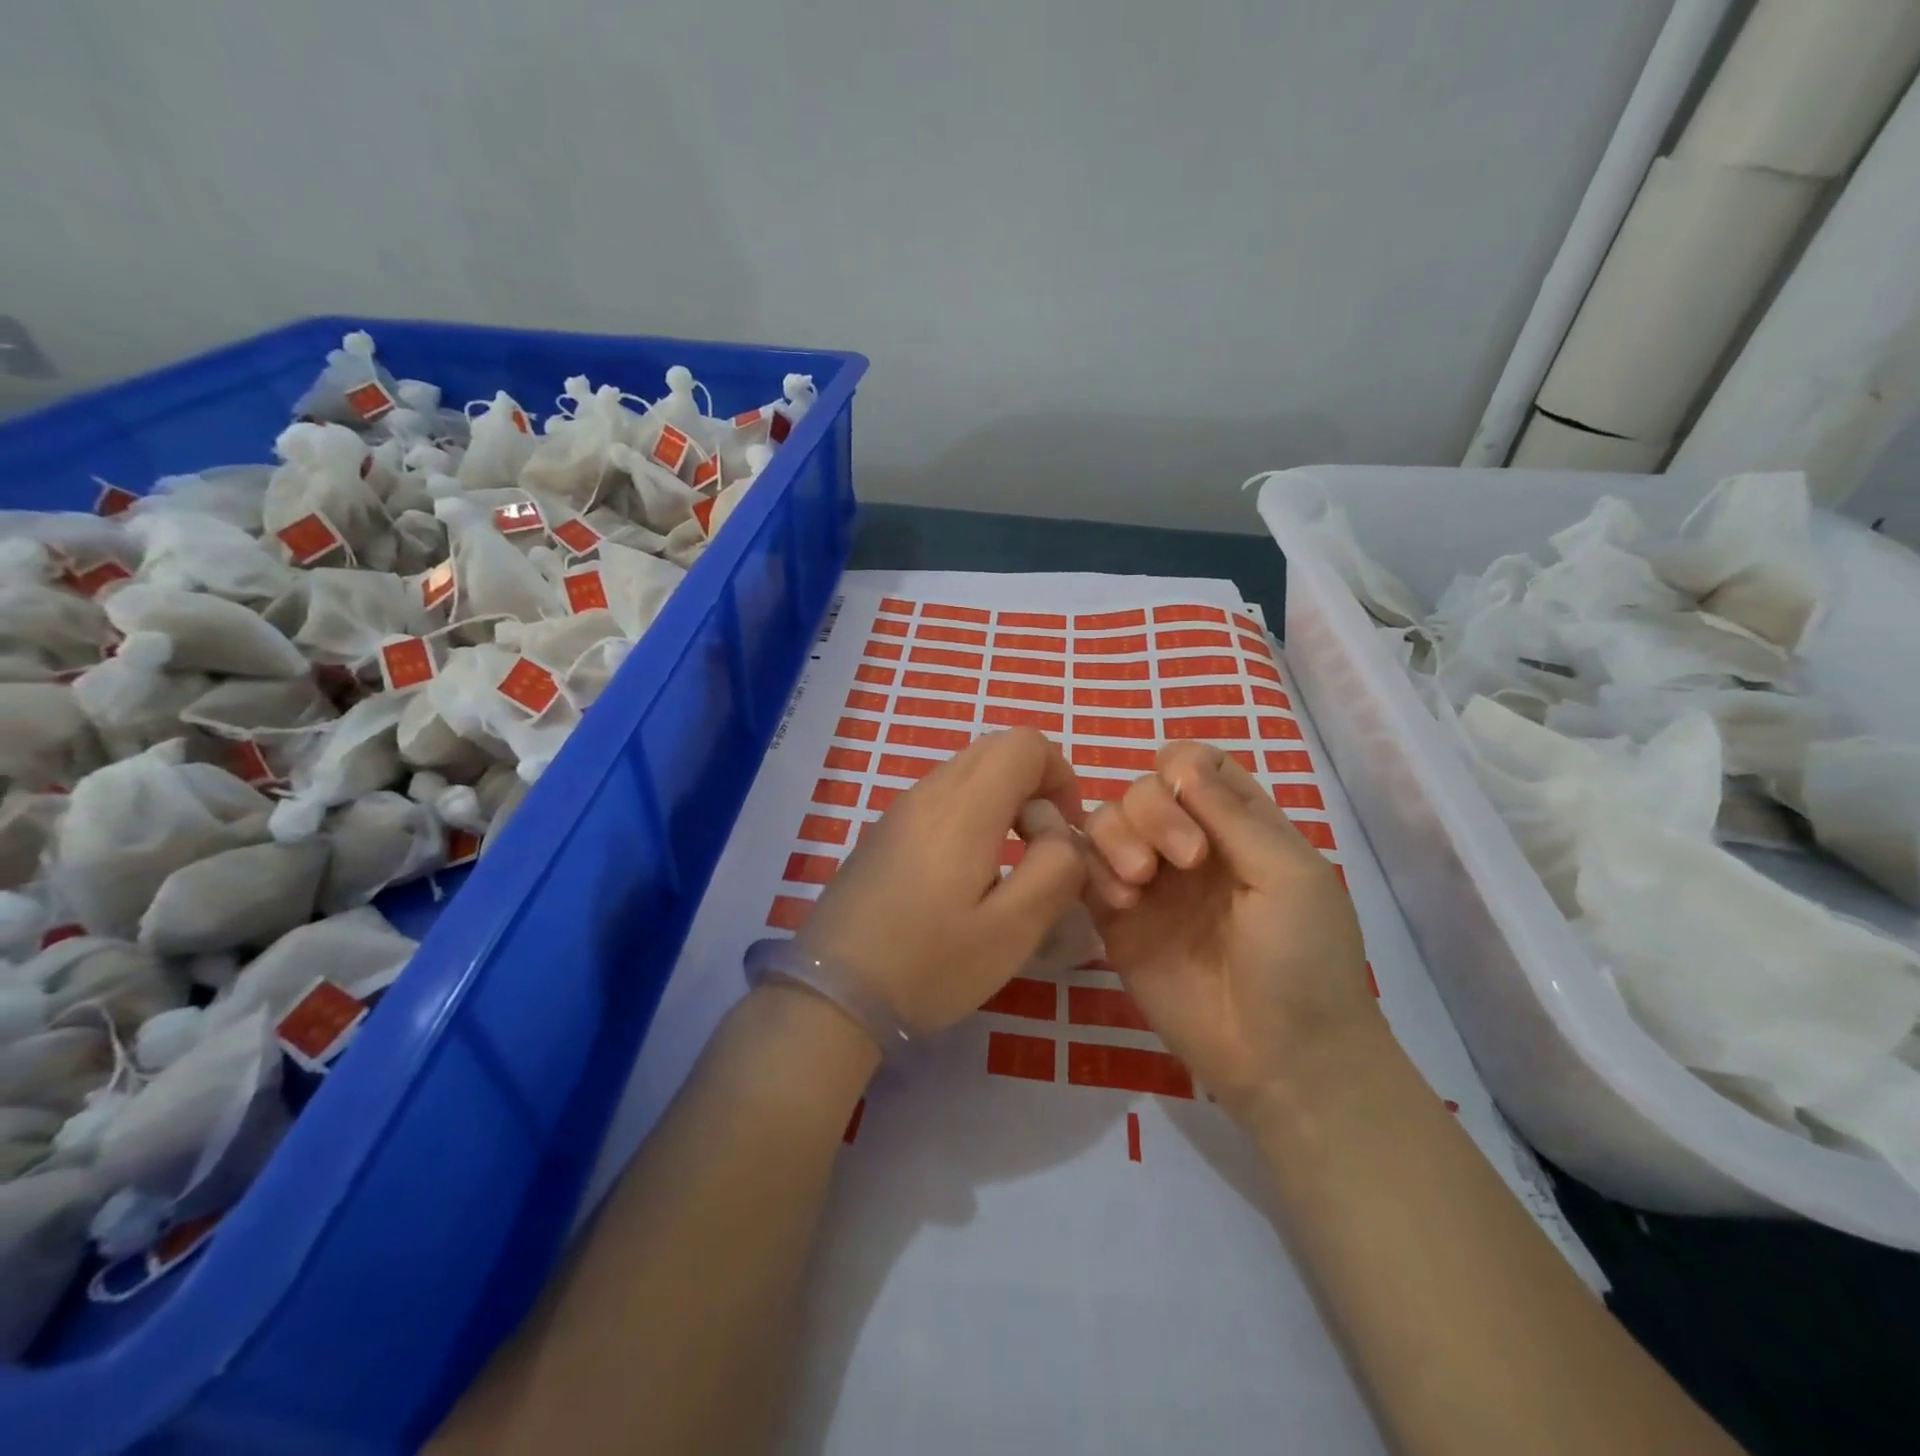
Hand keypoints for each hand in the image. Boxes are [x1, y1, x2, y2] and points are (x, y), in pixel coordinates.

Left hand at [797, 728, 1087, 1034]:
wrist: (832, 995)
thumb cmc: (928, 965)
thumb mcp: (1012, 930)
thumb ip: (1055, 869)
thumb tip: (1059, 832)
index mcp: (963, 808)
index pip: (1024, 744)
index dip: (1061, 775)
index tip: (1065, 830)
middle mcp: (928, 793)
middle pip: (996, 749)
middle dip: (1035, 784)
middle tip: (1042, 846)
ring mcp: (900, 810)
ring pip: (967, 772)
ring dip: (1003, 800)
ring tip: (1007, 866)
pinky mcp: (884, 832)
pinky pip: (941, 798)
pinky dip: (972, 814)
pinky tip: (966, 876)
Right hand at [1082, 741, 1378, 1118]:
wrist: (1281, 1059)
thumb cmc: (1304, 961)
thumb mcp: (1289, 876)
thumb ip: (1233, 814)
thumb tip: (1179, 761)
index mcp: (1240, 825)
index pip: (1194, 764)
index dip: (1181, 768)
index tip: (1188, 800)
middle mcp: (1189, 843)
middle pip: (1143, 786)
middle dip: (1151, 810)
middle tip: (1179, 863)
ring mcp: (1150, 881)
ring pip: (1106, 819)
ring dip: (1116, 837)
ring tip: (1137, 885)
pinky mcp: (1116, 918)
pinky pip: (1083, 868)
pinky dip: (1092, 869)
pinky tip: (1120, 902)